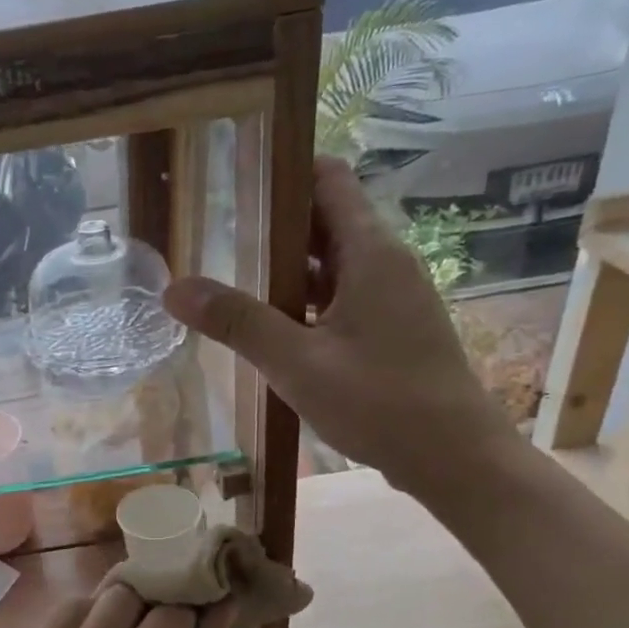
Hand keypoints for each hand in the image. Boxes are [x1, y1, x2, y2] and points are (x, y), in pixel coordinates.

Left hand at [0, 587, 236, 627]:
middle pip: (167, 617)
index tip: (223, 594)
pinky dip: (93, 605)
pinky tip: (97, 617)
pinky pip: (76, 604)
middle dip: (178, 606)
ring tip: (135, 605)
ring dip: (137, 597)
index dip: (216, 618)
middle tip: (175, 603)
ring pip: (122, 596)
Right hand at [163, 156, 519, 504]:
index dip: (285, 170)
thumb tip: (174, 287)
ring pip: (332, 264)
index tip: (236, 176)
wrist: (454, 457)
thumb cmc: (380, 402)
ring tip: (232, 277)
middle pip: (326, 220)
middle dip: (274, 224)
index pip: (328, 181)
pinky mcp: (391, 329)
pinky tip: (273, 327)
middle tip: (216, 231)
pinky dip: (307, 301)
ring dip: (288, 268)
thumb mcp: (297, 362)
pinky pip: (342, 297)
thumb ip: (237, 322)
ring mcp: (392, 298)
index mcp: (370, 253)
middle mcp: (386, 263)